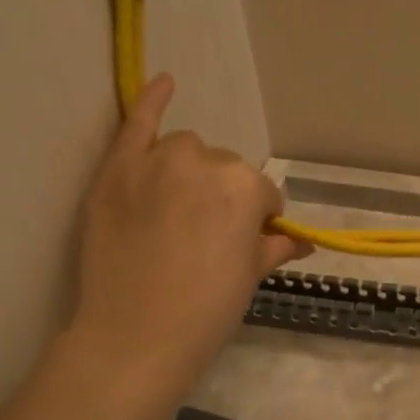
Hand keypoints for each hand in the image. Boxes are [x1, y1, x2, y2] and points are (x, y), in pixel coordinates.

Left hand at [68, 74, 306, 379]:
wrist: (136, 336)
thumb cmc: (207, 310)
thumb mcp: (251, 276)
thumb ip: (276, 246)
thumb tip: (303, 242)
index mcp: (247, 187)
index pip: (262, 194)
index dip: (257, 221)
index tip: (245, 245)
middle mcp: (205, 162)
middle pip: (224, 170)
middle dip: (223, 196)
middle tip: (208, 236)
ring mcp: (155, 162)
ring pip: (185, 150)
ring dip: (190, 171)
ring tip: (177, 210)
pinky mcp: (116, 171)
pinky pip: (137, 123)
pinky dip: (151, 100)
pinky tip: (165, 82)